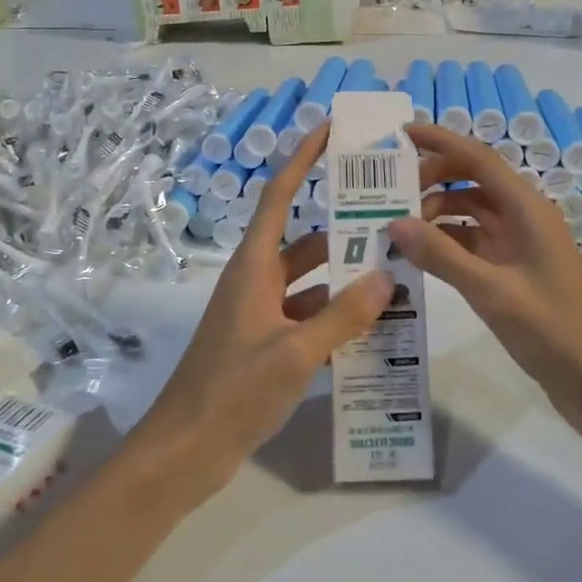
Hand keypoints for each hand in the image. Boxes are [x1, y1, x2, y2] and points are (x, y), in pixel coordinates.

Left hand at [132, 122, 390, 503]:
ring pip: (310, 280)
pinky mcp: (265, 342)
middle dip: (344, 227)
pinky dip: (335, 313)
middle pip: (304, 239)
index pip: (279, 195)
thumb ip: (344, 315)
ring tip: (395, 272)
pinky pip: (308, 314)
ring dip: (345, 276)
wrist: (186, 451)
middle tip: (392, 217)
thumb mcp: (296, 353)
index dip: (302, 158)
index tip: (329, 130)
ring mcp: (260, 312)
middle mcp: (256, 280)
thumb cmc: (233, 391)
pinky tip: (372, 324)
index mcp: (254, 266)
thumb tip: (387, 276)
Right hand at [387, 124, 581, 408]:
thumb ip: (441, 255)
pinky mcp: (513, 272)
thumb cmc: (553, 330)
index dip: (440, 141)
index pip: (478, 159)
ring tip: (394, 226)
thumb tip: (393, 222)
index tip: (401, 133)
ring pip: (470, 213)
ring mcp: (519, 245)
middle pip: (472, 181)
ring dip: (436, 213)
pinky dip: (445, 244)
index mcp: (527, 209)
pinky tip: (417, 256)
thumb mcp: (491, 291)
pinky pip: (473, 244)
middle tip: (388, 192)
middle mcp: (524, 218)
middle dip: (432, 179)